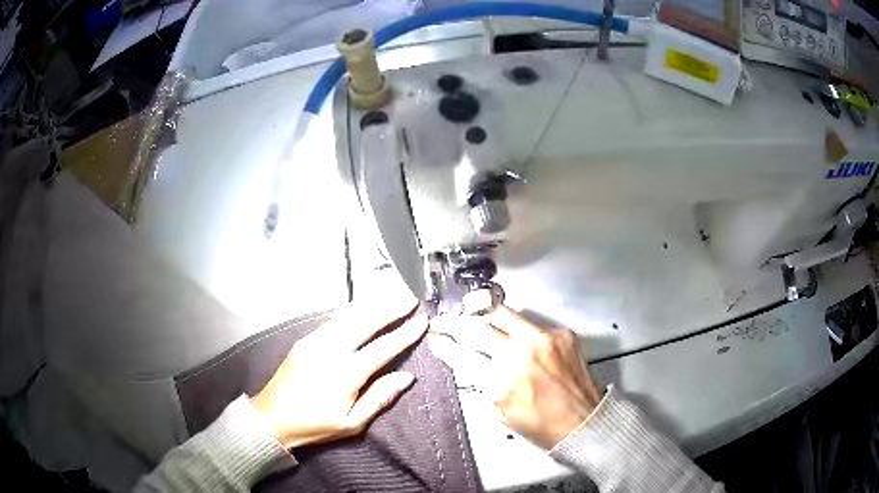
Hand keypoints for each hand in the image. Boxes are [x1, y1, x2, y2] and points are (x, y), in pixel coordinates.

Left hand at [250, 297, 427, 448]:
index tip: (421, 320)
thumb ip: (380, 398)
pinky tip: (361, 308)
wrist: (272, 418)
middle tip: (409, 298)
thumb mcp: (352, 423)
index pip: (383, 347)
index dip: (405, 333)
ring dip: (372, 305)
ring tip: (391, 296)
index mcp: (346, 373)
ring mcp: (315, 341)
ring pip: (348, 315)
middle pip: (366, 321)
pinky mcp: (305, 340)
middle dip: (390, 308)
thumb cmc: (315, 425)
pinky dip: (352, 311)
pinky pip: (333, 320)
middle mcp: (331, 350)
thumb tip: (406, 377)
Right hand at [429, 306, 603, 449]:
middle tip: (442, 320)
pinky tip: (514, 336)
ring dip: (481, 314)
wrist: (584, 422)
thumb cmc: (541, 426)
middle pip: (477, 326)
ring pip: (502, 313)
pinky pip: (530, 323)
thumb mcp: (501, 412)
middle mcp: (521, 353)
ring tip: (470, 314)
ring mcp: (543, 338)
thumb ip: (484, 383)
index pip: (462, 354)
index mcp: (502, 381)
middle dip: (453, 322)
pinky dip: (516, 328)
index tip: (434, 337)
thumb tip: (469, 360)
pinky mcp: (561, 333)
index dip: (443, 344)